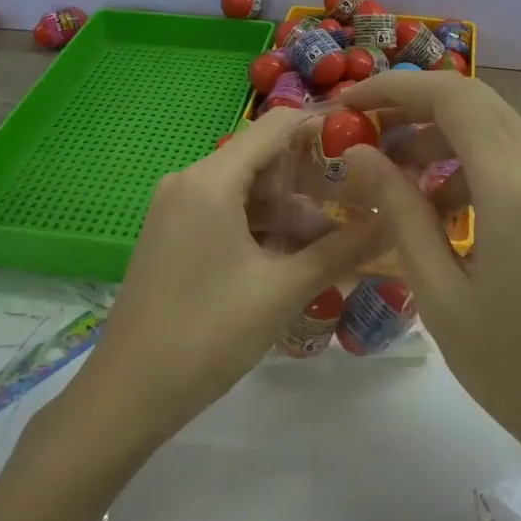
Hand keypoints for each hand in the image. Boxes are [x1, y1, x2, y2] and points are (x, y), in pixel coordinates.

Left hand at [61, 106, 384, 449]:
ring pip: (247, 190)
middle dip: (313, 179)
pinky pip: (227, 213)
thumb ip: (341, 250)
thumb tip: (392, 220)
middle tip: (361, 203)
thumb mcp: (282, 290)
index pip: (277, 126)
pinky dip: (263, 227)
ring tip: (338, 240)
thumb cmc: (207, 334)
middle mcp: (190, 180)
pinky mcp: (174, 234)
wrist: (127, 394)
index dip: (323, 129)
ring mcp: (178, 207)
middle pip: (263, 158)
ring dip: (291, 210)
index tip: (367, 148)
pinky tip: (296, 256)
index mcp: (211, 179)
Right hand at [341, 71, 520, 481]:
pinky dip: (467, 163)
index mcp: (514, 185)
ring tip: (391, 174)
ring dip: (439, 135)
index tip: (348, 105)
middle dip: (412, 104)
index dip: (394, 88)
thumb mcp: (439, 293)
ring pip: (493, 126)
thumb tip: (359, 154)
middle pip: (474, 99)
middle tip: (362, 130)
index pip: (451, 96)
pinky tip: (439, 209)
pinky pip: (512, 158)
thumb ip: (399, 211)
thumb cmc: (517, 369)